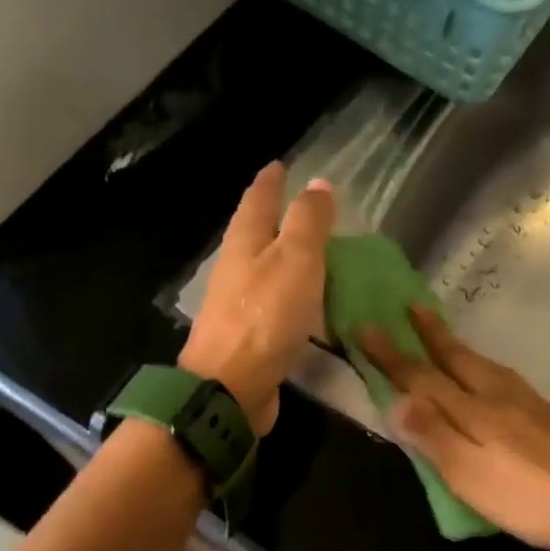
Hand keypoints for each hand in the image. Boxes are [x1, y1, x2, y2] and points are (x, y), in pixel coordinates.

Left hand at [181, 163, 334, 434]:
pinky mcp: (250, 336)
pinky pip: (275, 304)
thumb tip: (318, 183)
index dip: (271, 181)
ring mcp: (239, 304)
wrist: (231, 386)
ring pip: (265, 269)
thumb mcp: (296, 259)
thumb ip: (308, 221)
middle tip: (305, 207)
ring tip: (314, 252)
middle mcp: (236, 268)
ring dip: (285, 257)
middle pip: (256, 233)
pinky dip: (293, 294)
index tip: (280, 165)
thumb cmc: (265, 316)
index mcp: (244, 242)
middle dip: (276, 217)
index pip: (258, 200)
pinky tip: (309, 302)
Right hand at [359, 307, 549, 547]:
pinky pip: (506, 379)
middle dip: (430, 333)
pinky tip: (493, 380)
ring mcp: (531, 403)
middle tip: (411, 305)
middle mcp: (499, 396)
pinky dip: (486, 369)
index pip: (422, 376)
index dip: (391, 355)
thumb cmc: (529, 495)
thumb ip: (433, 435)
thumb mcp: (470, 474)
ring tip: (444, 337)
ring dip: (458, 347)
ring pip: (485, 365)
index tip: (365, 326)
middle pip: (458, 358)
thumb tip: (395, 398)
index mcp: (473, 409)